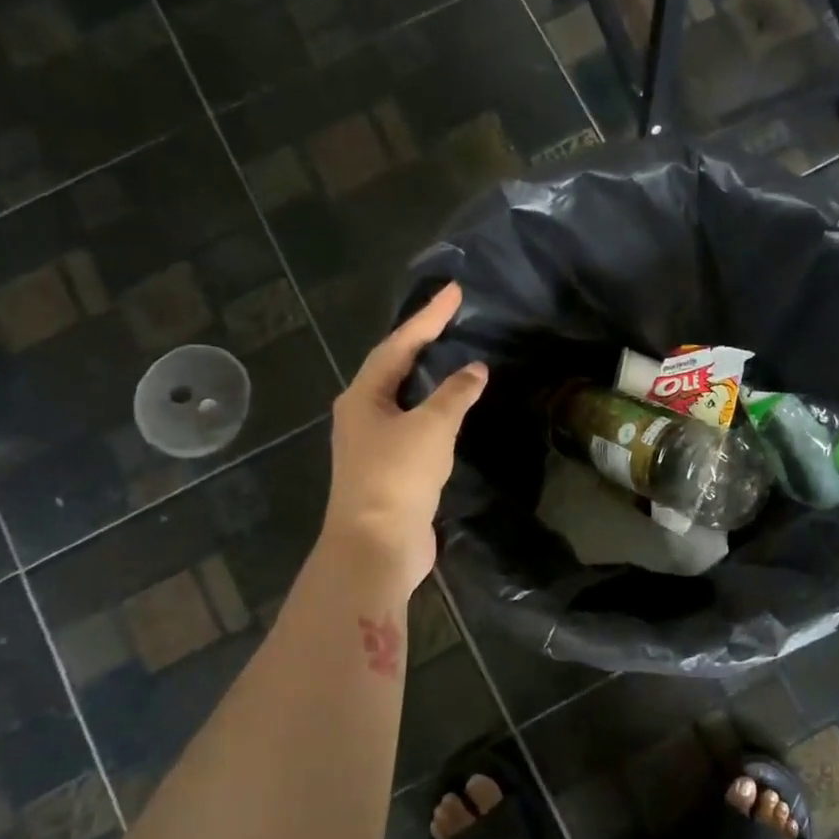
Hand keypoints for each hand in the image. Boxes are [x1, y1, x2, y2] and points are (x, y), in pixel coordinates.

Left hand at [322, 283, 486, 588]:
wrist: (376, 546)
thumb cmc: (397, 477)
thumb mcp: (430, 427)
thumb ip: (455, 394)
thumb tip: (476, 369)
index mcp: (363, 397)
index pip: (399, 345)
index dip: (428, 317)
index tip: (455, 292)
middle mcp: (362, 415)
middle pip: (394, 368)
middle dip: (423, 342)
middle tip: (453, 319)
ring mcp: (373, 444)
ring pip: (404, 399)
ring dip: (428, 378)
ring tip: (455, 357)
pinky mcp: (389, 470)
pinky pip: (414, 427)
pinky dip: (434, 412)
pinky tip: (454, 411)